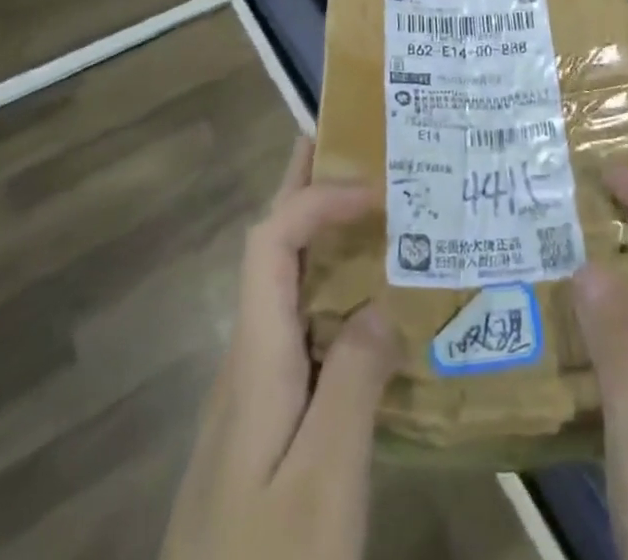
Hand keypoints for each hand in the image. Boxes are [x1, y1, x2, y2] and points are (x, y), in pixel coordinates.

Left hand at [161, 139, 400, 559]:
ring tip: (375, 211)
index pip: (270, 241)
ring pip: (282, 287)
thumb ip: (353, 382)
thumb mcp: (325, 486)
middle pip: (267, 248)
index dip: (316, 197)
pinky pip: (300, 330)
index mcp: (255, 358)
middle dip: (302, 187)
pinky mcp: (266, 424)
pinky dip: (331, 293)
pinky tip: (369, 314)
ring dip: (320, 235)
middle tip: (348, 142)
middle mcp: (246, 359)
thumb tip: (381, 302)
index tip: (376, 188)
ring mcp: (252, 393)